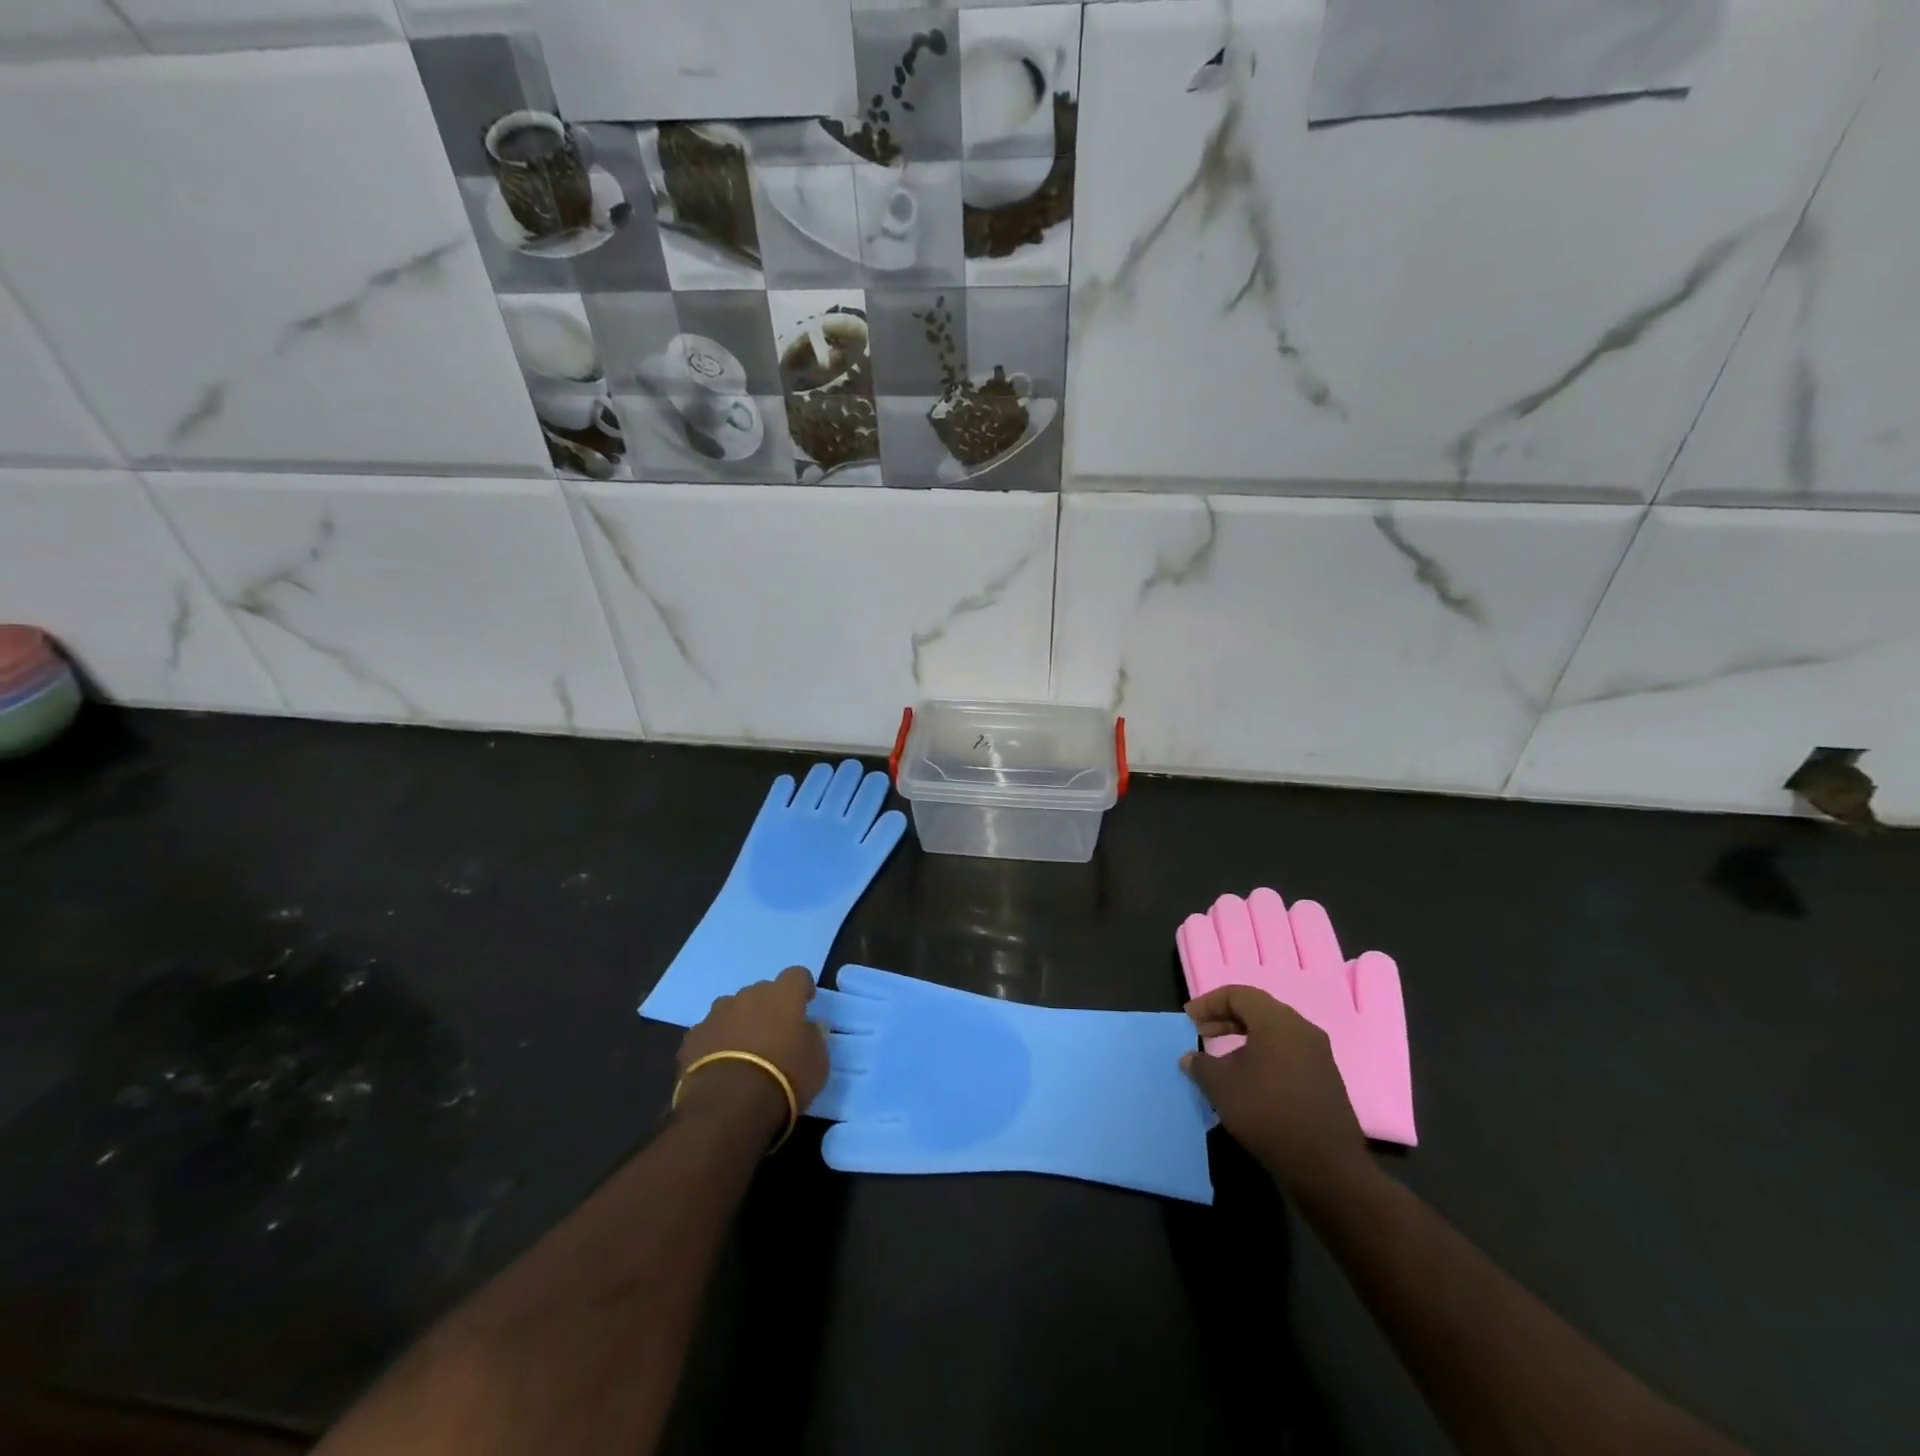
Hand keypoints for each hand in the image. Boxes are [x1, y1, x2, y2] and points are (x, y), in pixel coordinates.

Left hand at [676, 967, 829, 1136]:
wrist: (729, 1105)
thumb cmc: (784, 1077)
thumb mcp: (818, 1062)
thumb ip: (815, 1037)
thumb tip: (812, 1026)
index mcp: (783, 995)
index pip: (797, 975)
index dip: (802, 988)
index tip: (805, 1004)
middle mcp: (748, 995)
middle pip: (762, 992)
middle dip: (768, 1008)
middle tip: (774, 1035)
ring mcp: (716, 1014)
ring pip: (732, 1009)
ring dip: (740, 1022)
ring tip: (744, 1052)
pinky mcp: (693, 1037)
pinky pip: (710, 1032)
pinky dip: (716, 1043)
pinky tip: (720, 1066)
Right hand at [1177, 890, 1414, 1145]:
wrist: (1327, 1167)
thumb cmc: (1268, 1114)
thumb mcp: (1222, 1087)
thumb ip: (1201, 1065)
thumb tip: (1190, 1058)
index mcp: (1277, 1021)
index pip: (1238, 994)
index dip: (1209, 1003)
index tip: (1189, 1019)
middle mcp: (1302, 1030)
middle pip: (1257, 1010)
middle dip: (1225, 1018)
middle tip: (1200, 1033)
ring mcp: (1318, 1055)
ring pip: (1273, 1033)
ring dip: (1243, 1038)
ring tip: (1220, 1059)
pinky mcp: (1325, 1079)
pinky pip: (1287, 1053)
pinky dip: (1263, 1055)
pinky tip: (1248, 1079)